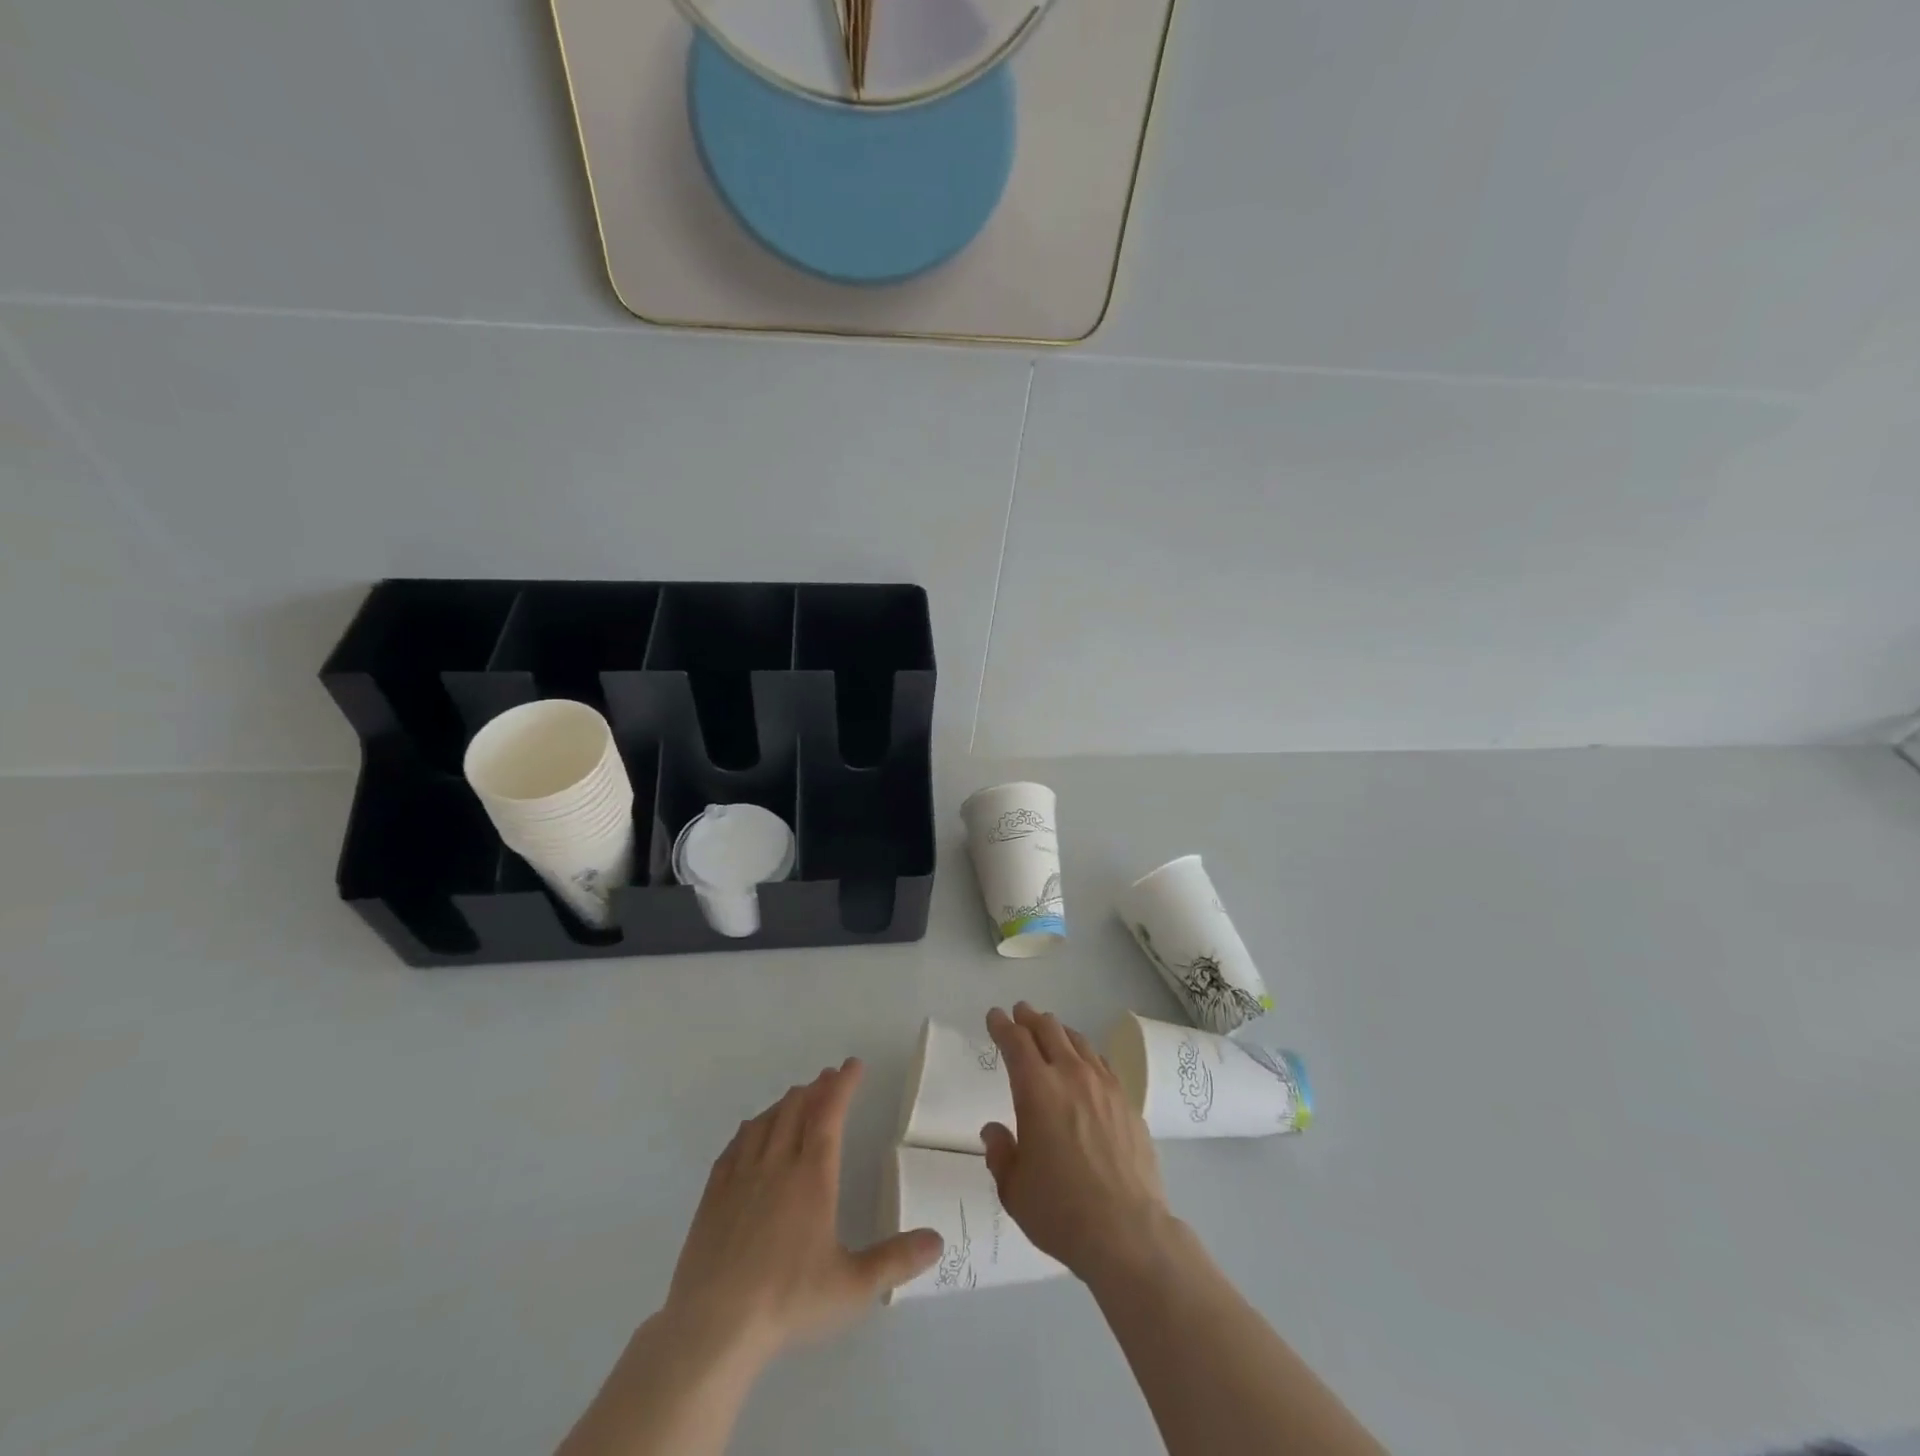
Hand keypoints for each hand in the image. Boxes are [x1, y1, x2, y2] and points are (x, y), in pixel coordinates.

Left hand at [665, 1059, 942, 1362]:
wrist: (714, 1327)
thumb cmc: (788, 1301)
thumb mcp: (852, 1287)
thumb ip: (896, 1261)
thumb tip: (939, 1241)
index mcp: (812, 1176)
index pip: (830, 1113)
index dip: (843, 1085)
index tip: (853, 1065)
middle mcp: (777, 1164)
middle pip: (796, 1108)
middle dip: (816, 1088)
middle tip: (828, 1079)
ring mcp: (741, 1177)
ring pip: (765, 1121)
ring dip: (785, 1103)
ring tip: (796, 1098)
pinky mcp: (714, 1195)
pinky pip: (734, 1145)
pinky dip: (750, 1128)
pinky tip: (751, 1132)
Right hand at [980, 1004, 1172, 1283]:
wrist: (1128, 1232)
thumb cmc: (1061, 1212)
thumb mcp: (1014, 1189)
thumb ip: (1000, 1154)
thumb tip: (995, 1130)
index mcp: (1037, 1090)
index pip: (1016, 1042)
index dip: (1002, 1025)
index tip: (994, 1016)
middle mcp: (1071, 1076)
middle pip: (1049, 1030)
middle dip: (1030, 1018)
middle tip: (1020, 1013)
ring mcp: (1104, 1086)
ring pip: (1078, 1041)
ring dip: (1059, 1031)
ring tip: (1051, 1031)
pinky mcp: (1127, 1102)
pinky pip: (1102, 1063)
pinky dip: (1086, 1054)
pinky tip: (1085, 1063)